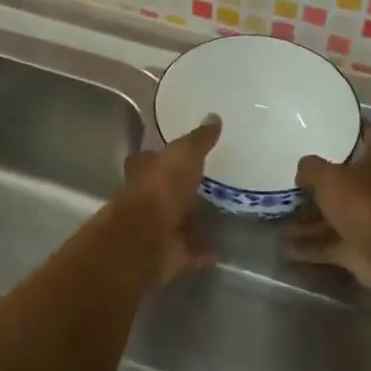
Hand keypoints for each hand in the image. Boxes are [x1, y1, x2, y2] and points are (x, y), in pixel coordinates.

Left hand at [119, 115, 220, 283]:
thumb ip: (198, 140)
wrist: (145, 240)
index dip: (164, 156)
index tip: (184, 153)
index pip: (152, 159)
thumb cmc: (160, 189)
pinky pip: (192, 251)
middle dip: (183, 189)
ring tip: (224, 214)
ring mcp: (157, 229)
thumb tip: (214, 116)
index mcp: (145, 172)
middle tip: (211, 183)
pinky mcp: (170, 254)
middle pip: (166, 191)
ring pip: (179, 221)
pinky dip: (206, 250)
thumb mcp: (184, 155)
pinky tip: (225, 248)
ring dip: (195, 220)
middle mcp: (147, 199)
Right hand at [284, 122, 370, 290]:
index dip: (364, 129)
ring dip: (306, 221)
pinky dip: (307, 249)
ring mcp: (363, 223)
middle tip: (291, 178)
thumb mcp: (330, 177)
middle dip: (320, 184)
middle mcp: (370, 193)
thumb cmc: (363, 204)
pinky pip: (326, 247)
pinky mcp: (355, 251)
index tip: (349, 121)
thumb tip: (302, 170)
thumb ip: (311, 168)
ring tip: (277, 217)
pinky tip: (283, 248)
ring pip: (331, 218)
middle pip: (346, 184)